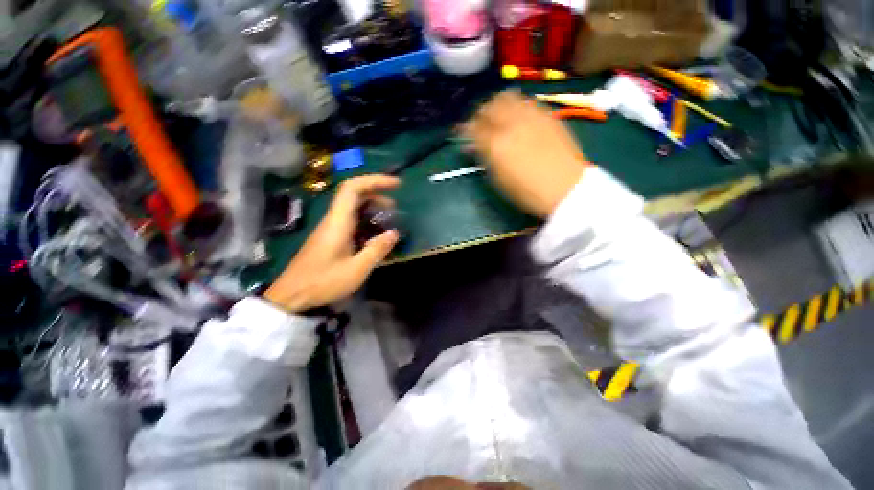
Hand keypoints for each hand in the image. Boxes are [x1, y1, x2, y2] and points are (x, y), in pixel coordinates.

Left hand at [264, 175, 400, 312]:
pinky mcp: (330, 237)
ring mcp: (330, 228)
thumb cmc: (323, 282)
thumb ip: (376, 250)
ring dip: (372, 207)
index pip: (352, 188)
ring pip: (352, 207)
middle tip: (395, 205)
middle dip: (377, 193)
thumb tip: (394, 232)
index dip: (374, 181)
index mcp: (337, 222)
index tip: (395, 184)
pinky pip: (350, 220)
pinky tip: (375, 233)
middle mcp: (333, 220)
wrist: (291, 297)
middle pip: (353, 194)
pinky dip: (366, 219)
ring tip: (389, 218)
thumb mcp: (356, 270)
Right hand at [462, 91, 590, 217]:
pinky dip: (516, 105)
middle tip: (480, 124)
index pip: (473, 127)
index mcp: (496, 144)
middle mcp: (511, 124)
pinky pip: (526, 101)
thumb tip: (472, 146)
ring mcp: (531, 116)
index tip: (462, 133)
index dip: (464, 129)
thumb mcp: (498, 179)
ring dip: (498, 104)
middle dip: (480, 113)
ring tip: (498, 116)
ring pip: (507, 97)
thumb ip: (484, 158)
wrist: (565, 187)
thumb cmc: (526, 191)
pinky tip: (517, 117)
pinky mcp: (547, 114)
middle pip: (489, 106)